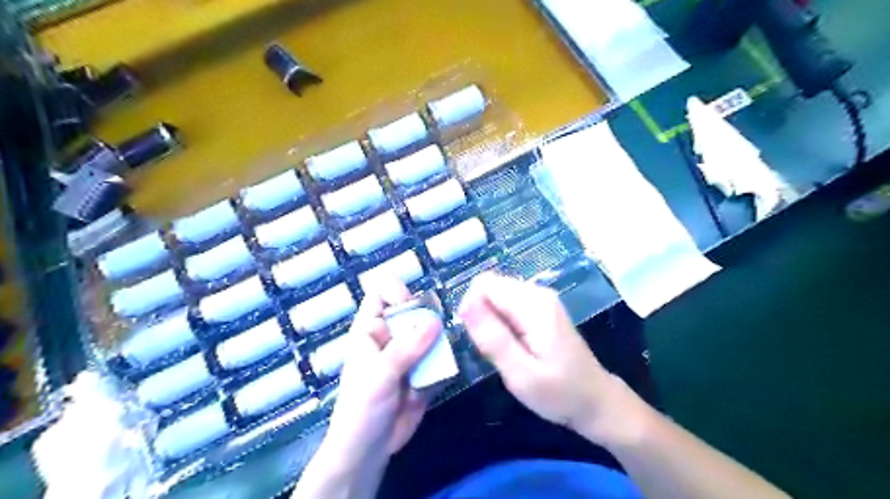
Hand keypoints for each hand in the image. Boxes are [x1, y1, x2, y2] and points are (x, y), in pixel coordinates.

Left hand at [323, 276, 440, 463]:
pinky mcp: (424, 372)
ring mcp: (410, 354)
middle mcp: (392, 336)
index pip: (382, 293)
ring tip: (439, 360)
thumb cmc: (361, 408)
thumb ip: (406, 348)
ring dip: (440, 343)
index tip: (411, 306)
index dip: (397, 292)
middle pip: (414, 311)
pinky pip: (440, 358)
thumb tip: (435, 320)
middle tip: (436, 336)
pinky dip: (445, 364)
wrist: (368, 451)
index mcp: (371, 330)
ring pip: (431, 334)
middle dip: (428, 319)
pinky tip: (440, 377)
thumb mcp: (380, 375)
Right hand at [459, 273, 624, 444]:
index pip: (484, 284)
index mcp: (533, 305)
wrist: (596, 401)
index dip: (471, 308)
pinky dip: (501, 322)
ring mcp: (541, 299)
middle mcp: (537, 293)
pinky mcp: (541, 308)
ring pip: (496, 295)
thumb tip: (466, 305)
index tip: (477, 339)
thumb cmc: (559, 393)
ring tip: (502, 350)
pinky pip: (507, 304)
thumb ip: (493, 338)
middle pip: (490, 286)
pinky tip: (511, 345)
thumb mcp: (521, 374)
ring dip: (489, 320)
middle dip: (480, 315)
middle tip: (491, 349)